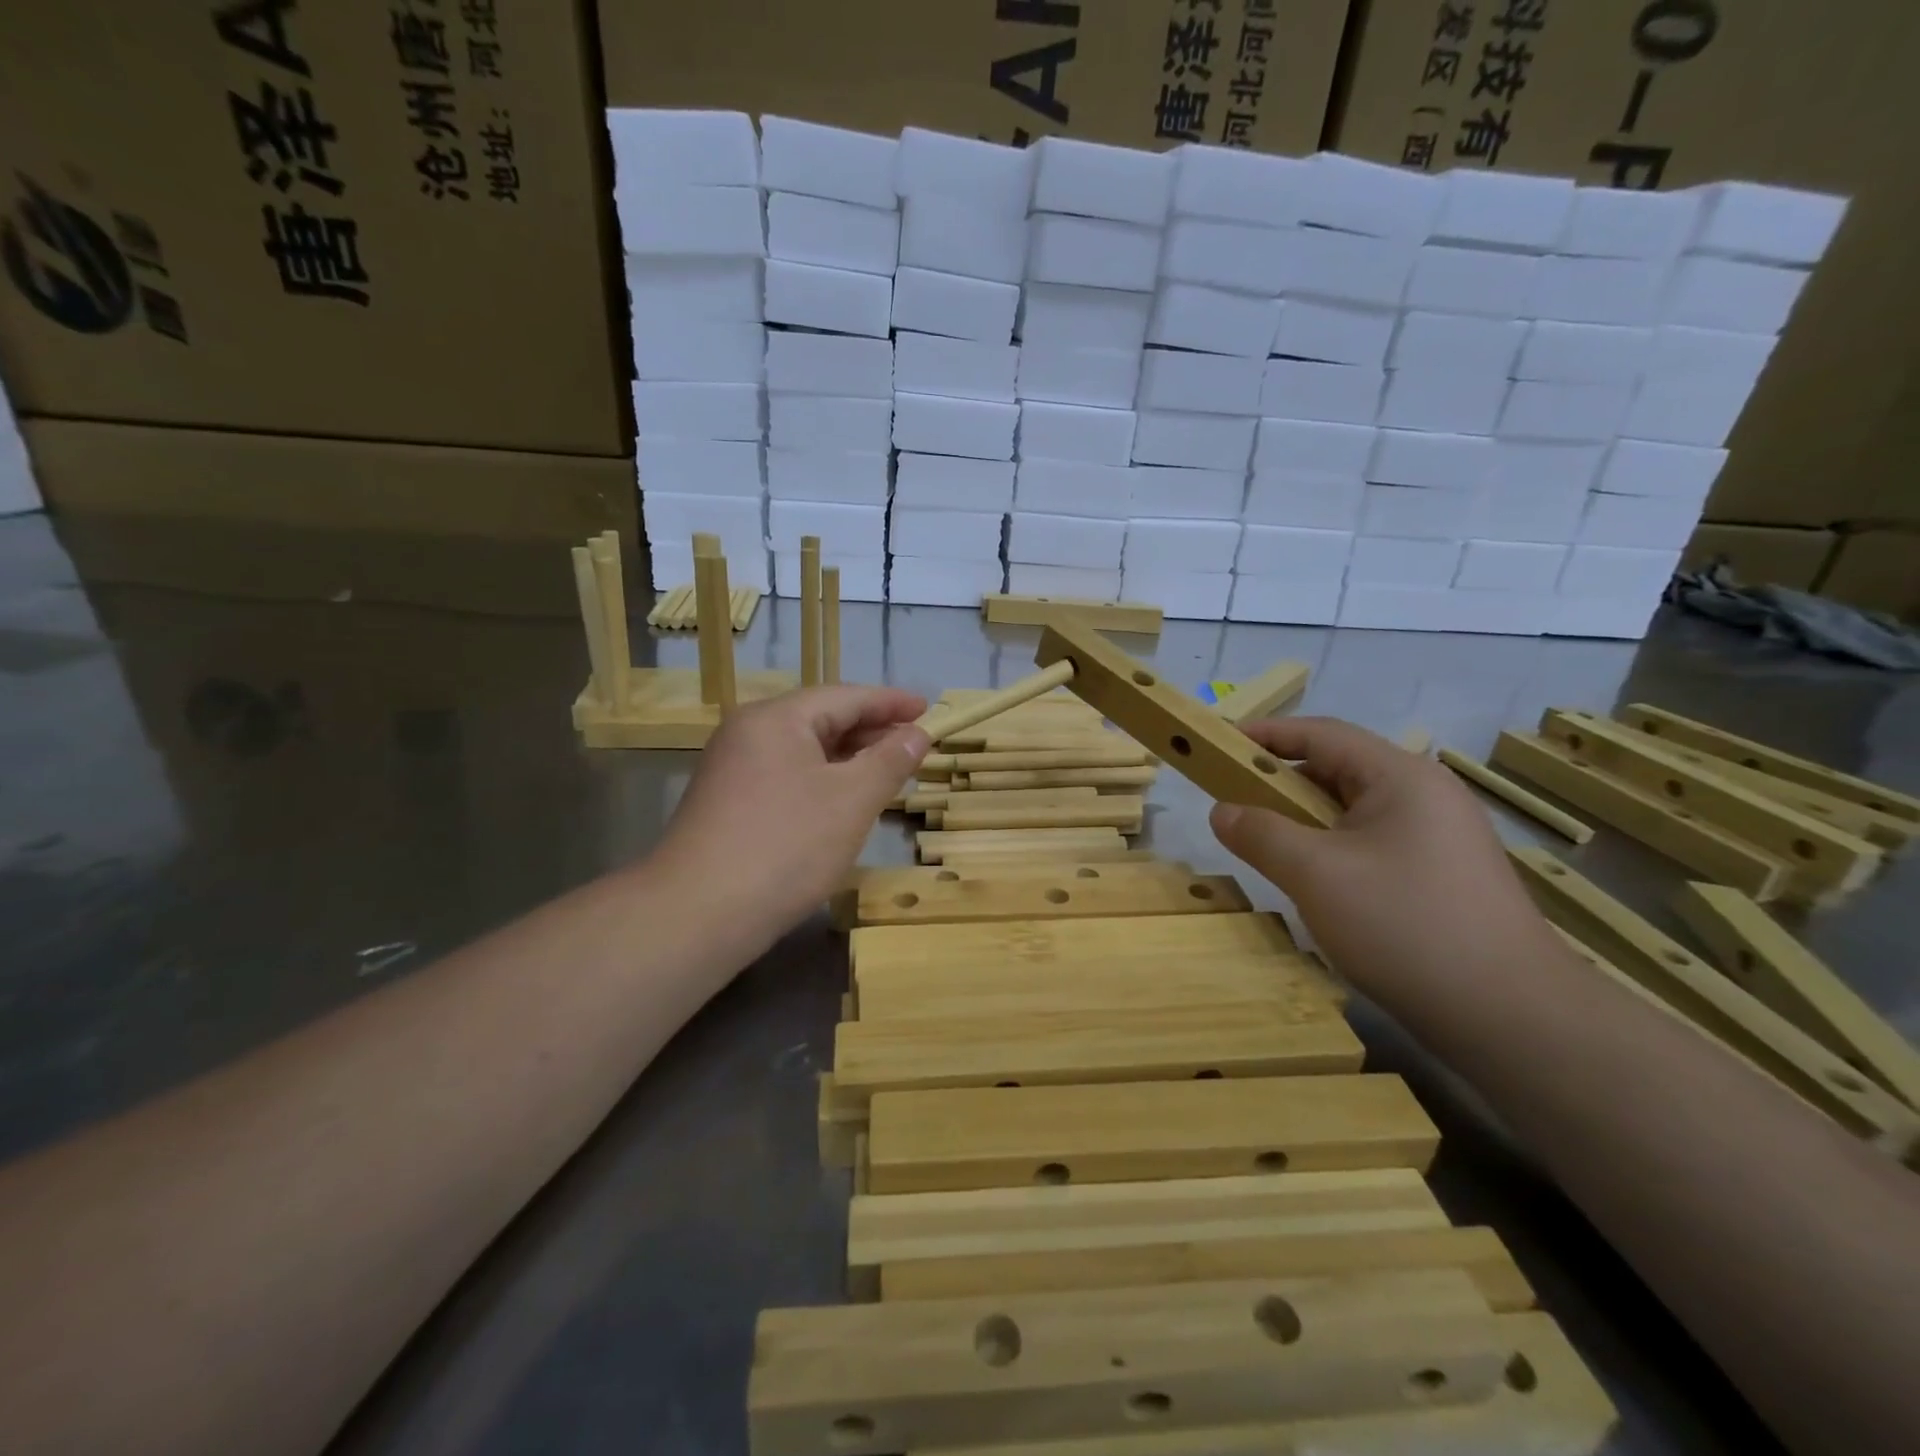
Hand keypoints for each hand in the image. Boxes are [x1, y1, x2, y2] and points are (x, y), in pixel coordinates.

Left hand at [654, 685, 930, 952]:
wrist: (697, 914)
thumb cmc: (786, 846)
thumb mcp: (852, 800)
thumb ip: (889, 761)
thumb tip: (917, 733)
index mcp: (777, 718)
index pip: (846, 697)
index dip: (892, 702)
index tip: (929, 709)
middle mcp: (749, 733)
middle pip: (822, 719)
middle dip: (872, 729)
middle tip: (916, 743)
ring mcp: (733, 769)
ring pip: (804, 750)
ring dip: (849, 757)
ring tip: (888, 770)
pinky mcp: (728, 803)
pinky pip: (787, 776)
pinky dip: (823, 780)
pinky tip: (844, 801)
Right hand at [1210, 717, 1547, 1001]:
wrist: (1513, 1019)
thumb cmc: (1406, 926)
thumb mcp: (1316, 875)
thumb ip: (1261, 834)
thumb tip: (1221, 810)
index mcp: (1401, 777)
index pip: (1322, 734)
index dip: (1266, 734)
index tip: (1218, 743)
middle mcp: (1426, 796)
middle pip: (1340, 769)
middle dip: (1282, 779)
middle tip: (1233, 798)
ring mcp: (1439, 838)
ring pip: (1355, 811)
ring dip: (1306, 818)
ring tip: (1266, 841)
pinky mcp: (1442, 877)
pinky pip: (1372, 843)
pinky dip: (1332, 847)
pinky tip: (1314, 880)